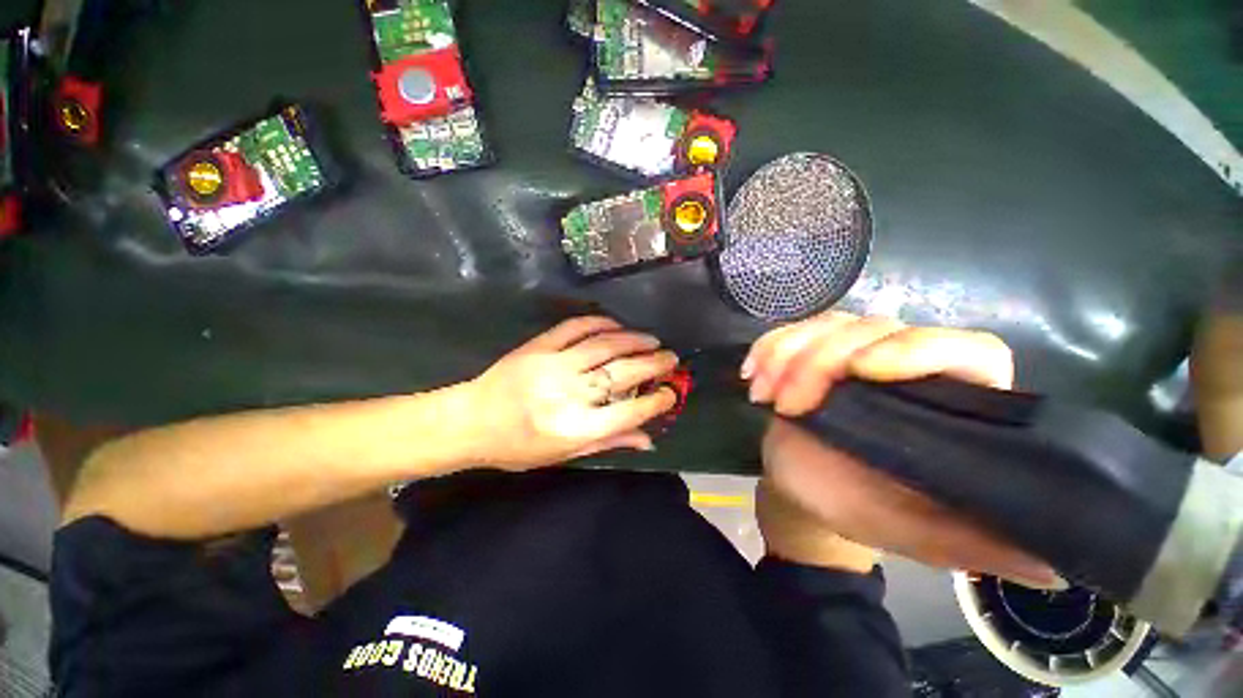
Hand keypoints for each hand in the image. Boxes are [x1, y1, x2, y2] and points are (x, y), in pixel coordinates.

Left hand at [466, 316, 678, 469]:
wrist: (471, 422)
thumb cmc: (518, 447)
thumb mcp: (564, 455)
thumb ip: (608, 443)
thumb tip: (648, 438)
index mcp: (575, 428)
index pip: (629, 412)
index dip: (656, 401)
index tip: (670, 392)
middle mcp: (568, 394)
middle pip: (622, 374)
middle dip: (653, 364)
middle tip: (671, 358)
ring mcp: (553, 365)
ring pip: (604, 345)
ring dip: (633, 340)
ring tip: (652, 340)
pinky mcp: (538, 346)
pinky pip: (575, 327)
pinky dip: (600, 322)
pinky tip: (617, 325)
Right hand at [748, 312, 1061, 587]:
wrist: (808, 492)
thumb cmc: (863, 510)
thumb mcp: (921, 536)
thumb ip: (983, 545)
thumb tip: (1063, 563)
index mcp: (950, 405)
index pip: (967, 349)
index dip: (918, 348)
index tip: (861, 372)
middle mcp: (906, 366)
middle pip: (875, 327)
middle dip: (820, 362)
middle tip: (788, 407)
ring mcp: (853, 353)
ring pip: (827, 323)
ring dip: (786, 354)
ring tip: (765, 396)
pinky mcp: (811, 352)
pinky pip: (789, 331)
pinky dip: (766, 348)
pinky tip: (751, 375)